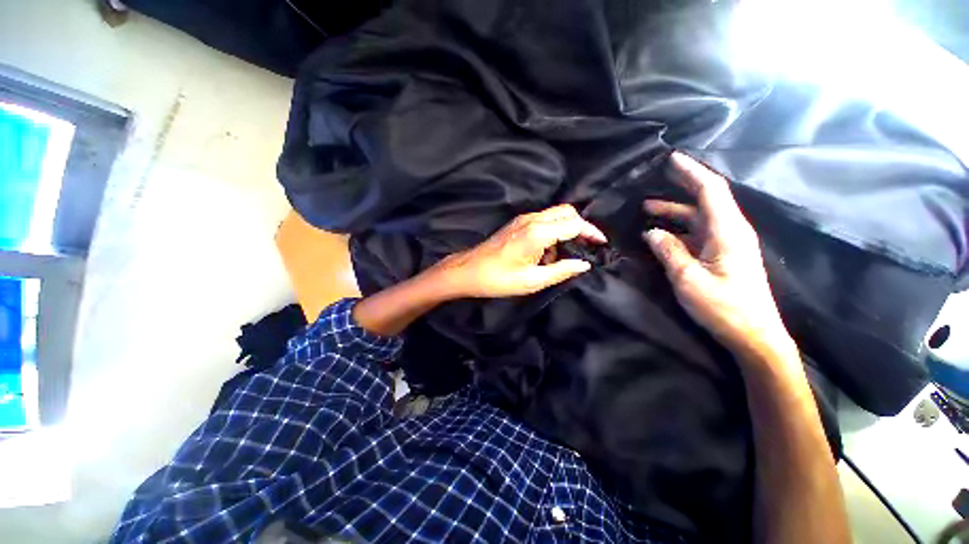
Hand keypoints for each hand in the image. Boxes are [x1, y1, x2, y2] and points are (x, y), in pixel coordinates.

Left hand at [435, 204, 606, 297]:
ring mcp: (523, 219)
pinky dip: (553, 231)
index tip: (601, 244)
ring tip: (562, 256)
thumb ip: (561, 271)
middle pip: (566, 212)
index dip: (591, 232)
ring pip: (555, 215)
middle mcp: (532, 220)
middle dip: (581, 227)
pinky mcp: (517, 224)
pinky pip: (543, 221)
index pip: (574, 224)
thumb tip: (584, 264)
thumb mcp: (532, 281)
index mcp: (537, 233)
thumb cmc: (498, 279)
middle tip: (586, 246)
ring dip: (565, 229)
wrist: (467, 270)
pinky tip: (546, 253)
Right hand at [644, 152, 791, 355]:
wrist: (754, 336)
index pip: (710, 190)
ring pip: (699, 217)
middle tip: (655, 179)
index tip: (672, 159)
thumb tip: (651, 232)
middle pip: (706, 199)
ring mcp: (727, 244)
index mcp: (728, 232)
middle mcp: (731, 231)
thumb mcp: (688, 279)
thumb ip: (668, 252)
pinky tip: (660, 233)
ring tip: (647, 208)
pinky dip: (677, 228)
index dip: (691, 172)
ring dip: (674, 210)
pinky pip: (697, 233)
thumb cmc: (724, 308)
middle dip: (681, 186)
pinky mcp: (722, 256)